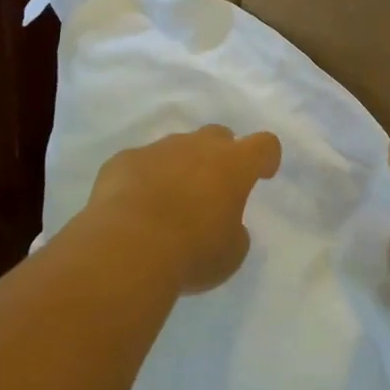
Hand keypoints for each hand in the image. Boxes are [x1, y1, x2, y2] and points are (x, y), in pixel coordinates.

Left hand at [84, 125, 282, 293]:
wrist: (126, 249)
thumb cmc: (191, 251)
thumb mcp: (230, 254)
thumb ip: (234, 231)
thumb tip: (224, 225)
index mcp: (234, 165)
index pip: (264, 145)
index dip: (266, 158)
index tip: (263, 174)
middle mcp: (197, 146)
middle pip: (218, 136)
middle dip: (220, 155)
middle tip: (214, 186)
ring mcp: (157, 149)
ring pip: (176, 147)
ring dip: (180, 167)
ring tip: (170, 201)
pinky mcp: (123, 160)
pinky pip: (140, 163)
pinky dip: (143, 178)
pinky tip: (134, 206)